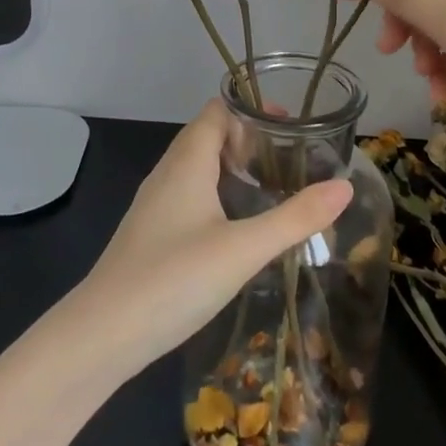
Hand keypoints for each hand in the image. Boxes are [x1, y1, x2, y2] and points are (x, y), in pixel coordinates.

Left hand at [72, 102, 352, 375]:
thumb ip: (295, 218)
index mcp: (187, 161)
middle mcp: (168, 173)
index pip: (219, 110)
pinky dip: (219, 194)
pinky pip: (191, 195)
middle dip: (251, 139)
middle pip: (210, 135)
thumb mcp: (243, 249)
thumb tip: (344, 186)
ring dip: (235, 168)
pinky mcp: (152, 233)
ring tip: (274, 187)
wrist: (101, 336)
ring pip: (199, 168)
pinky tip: (239, 227)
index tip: (293, 126)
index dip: (254, 109)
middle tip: (294, 159)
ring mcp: (156, 204)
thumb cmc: (173, 279)